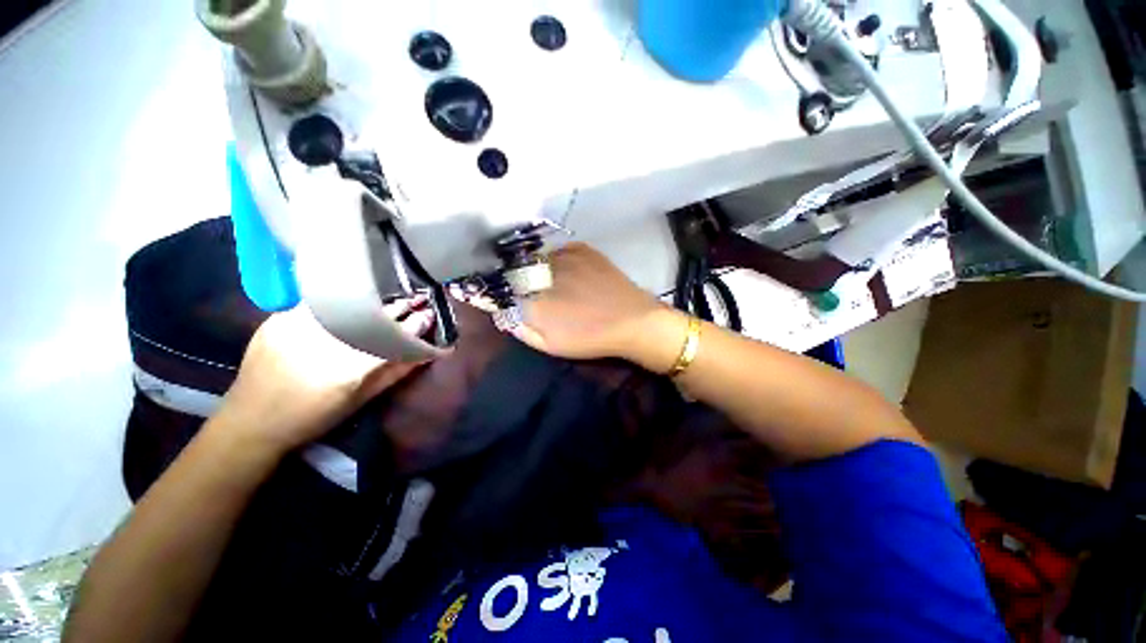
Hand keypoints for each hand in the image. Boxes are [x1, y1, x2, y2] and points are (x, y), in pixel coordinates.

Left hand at [214, 298, 434, 455]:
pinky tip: (351, 300)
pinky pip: (319, 304)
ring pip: (346, 305)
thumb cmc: (313, 418)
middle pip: (369, 317)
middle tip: (414, 300)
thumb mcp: (361, 400)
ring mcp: (295, 329)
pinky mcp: (277, 321)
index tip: (428, 315)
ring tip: (387, 299)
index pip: (390, 339)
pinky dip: (340, 301)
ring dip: (372, 301)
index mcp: (346, 371)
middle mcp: (322, 345)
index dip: (414, 325)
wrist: (250, 423)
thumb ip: (395, 372)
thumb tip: (425, 351)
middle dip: (396, 307)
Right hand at [512, 243, 673, 363]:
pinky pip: (559, 251)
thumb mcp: (551, 346)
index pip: (505, 292)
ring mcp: (564, 257)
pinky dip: (558, 261)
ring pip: (538, 260)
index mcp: (533, 301)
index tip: (513, 302)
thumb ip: (523, 330)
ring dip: (539, 270)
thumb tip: (504, 315)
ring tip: (553, 283)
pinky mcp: (582, 249)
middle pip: (519, 273)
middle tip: (536, 294)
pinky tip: (569, 272)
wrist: (631, 320)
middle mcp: (543, 274)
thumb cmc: (590, 338)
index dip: (507, 296)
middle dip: (520, 282)